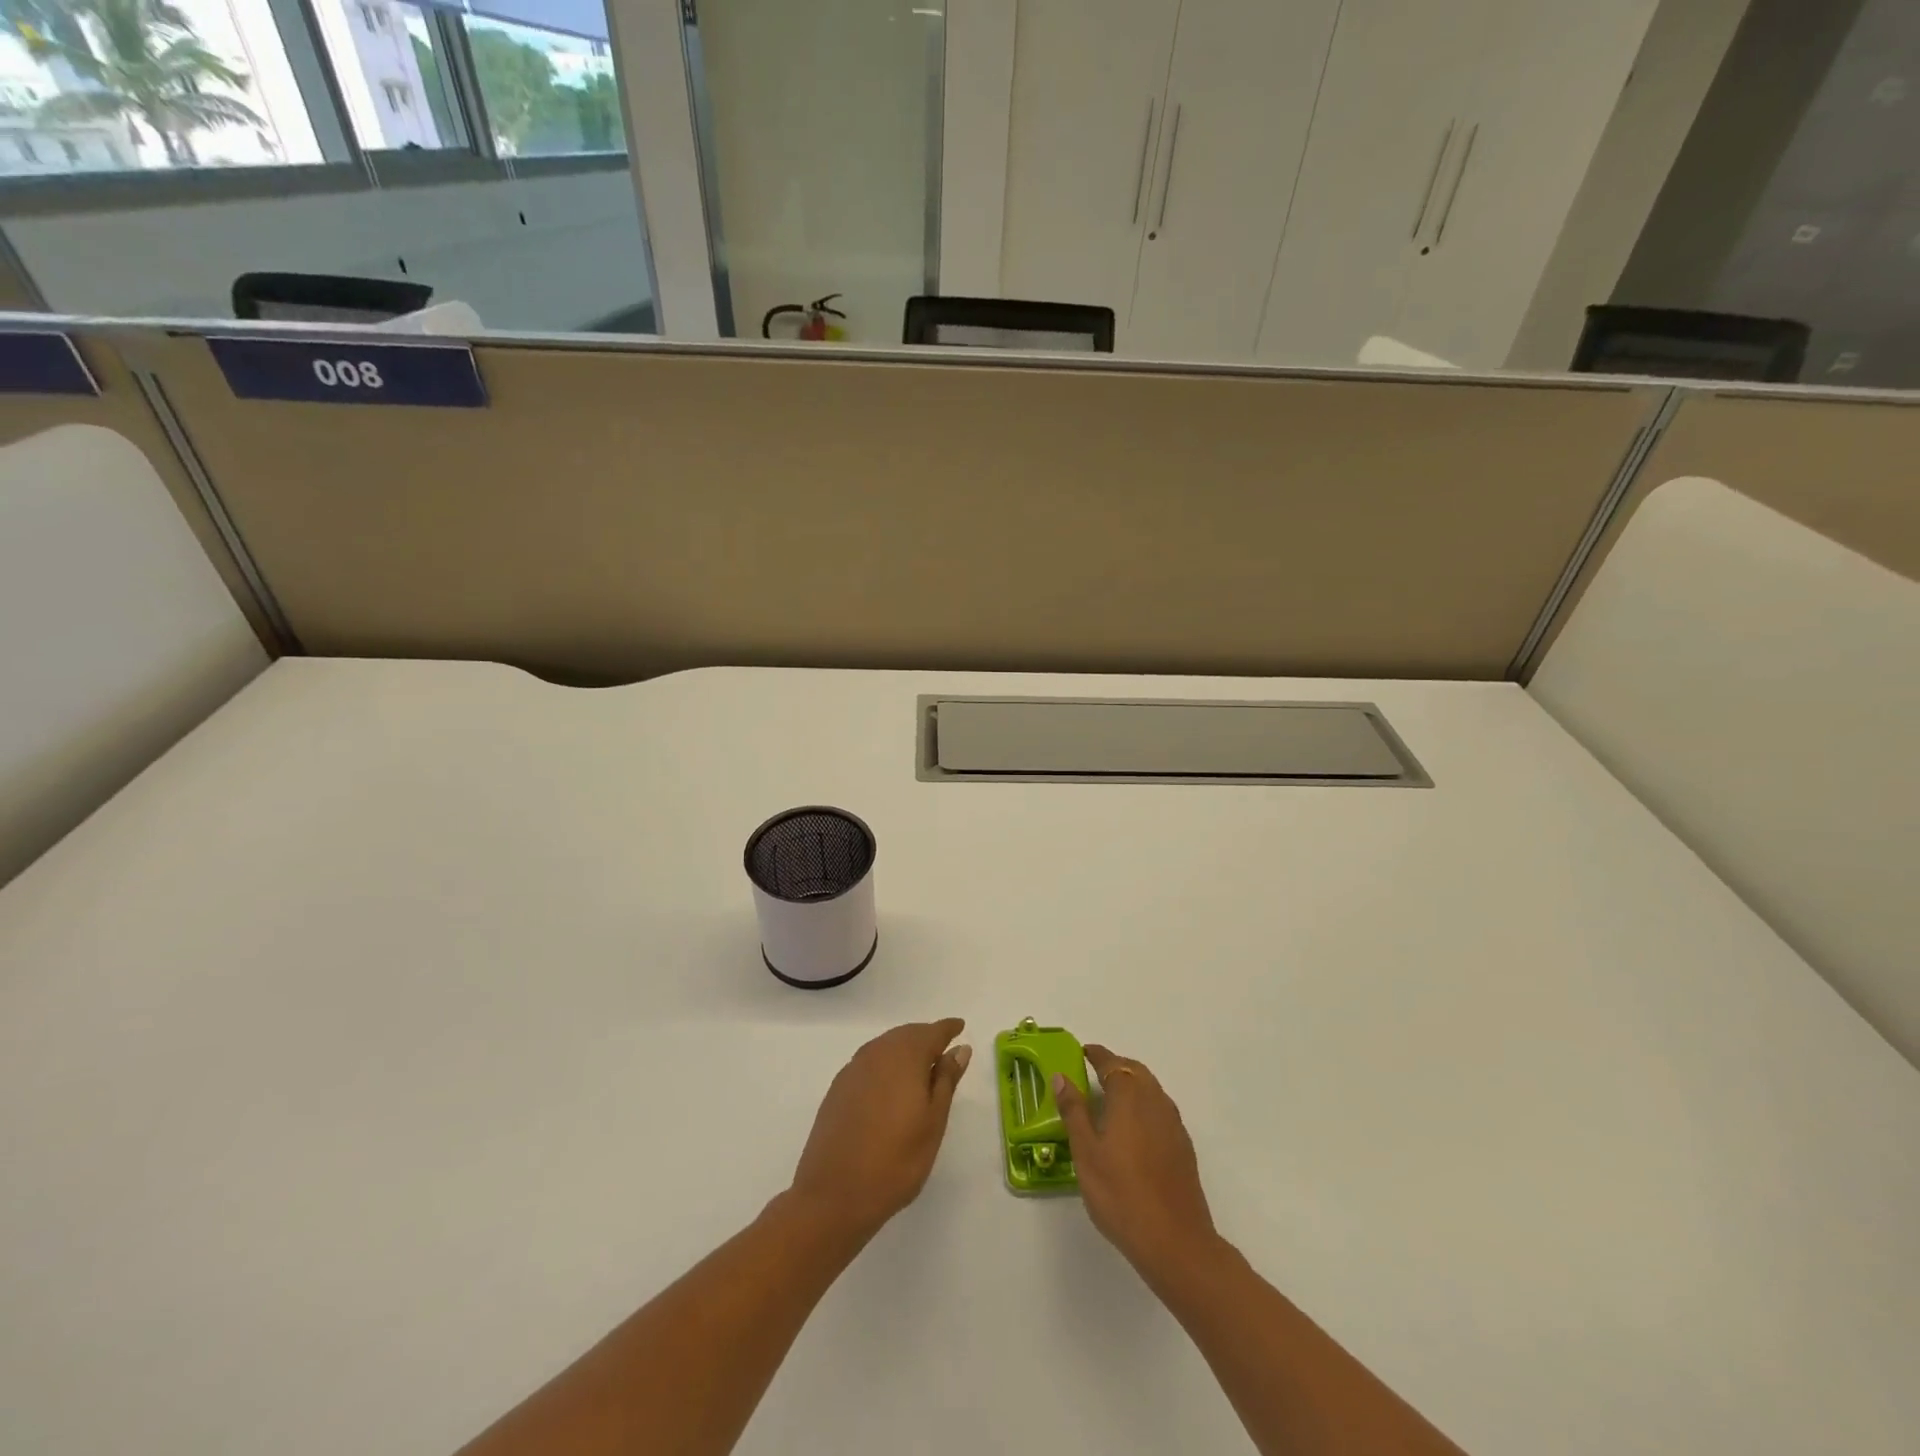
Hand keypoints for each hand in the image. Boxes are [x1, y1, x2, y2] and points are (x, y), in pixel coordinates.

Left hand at [788, 1019, 971, 1243]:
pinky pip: (869, 1062)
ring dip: (905, 1050)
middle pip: (907, 1035)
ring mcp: (853, 1069)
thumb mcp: (933, 1121)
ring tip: (921, 1068)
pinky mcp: (838, 1088)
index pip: (932, 1032)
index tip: (960, 1027)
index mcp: (904, 1056)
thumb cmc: (896, 1160)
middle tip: (944, 1050)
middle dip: (926, 1038)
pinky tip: (890, 1086)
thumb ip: (946, 1080)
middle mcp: (877, 1053)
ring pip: (886, 1047)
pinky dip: (886, 1065)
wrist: (833, 1194)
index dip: (948, 1029)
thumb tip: (959, 1049)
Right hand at [1054, 1044, 1218, 1286]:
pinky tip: (1134, 1130)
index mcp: (1129, 1096)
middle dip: (1116, 1066)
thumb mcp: (1086, 1152)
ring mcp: (1173, 1123)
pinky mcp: (1183, 1146)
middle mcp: (1155, 1100)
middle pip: (1135, 1071)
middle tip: (1094, 1073)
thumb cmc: (1121, 1194)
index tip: (1083, 1052)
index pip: (1112, 1063)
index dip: (1097, 1055)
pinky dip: (1145, 1106)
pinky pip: (1161, 1110)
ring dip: (1132, 1084)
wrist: (1176, 1242)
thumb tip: (1062, 1077)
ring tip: (1111, 1099)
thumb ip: (1074, 1111)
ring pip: (1151, 1089)